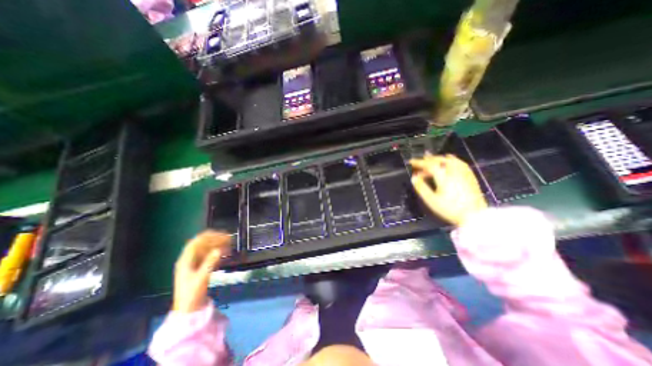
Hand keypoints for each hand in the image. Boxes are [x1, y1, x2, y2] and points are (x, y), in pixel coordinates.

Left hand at [174, 230, 231, 312]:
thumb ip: (210, 263)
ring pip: (206, 249)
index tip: (221, 234)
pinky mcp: (199, 268)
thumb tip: (219, 250)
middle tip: (228, 238)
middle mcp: (188, 260)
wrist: (188, 309)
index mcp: (185, 261)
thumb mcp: (201, 278)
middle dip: (215, 240)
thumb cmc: (192, 293)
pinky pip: (208, 256)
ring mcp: (193, 264)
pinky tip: (225, 253)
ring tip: (229, 244)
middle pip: (201, 244)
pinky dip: (216, 252)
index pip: (195, 243)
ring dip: (217, 245)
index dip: (207, 236)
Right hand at [409, 154, 486, 225]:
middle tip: (419, 163)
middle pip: (439, 160)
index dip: (419, 162)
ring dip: (439, 158)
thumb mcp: (431, 200)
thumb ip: (421, 188)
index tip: (411, 162)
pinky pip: (460, 163)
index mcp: (444, 177)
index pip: (429, 165)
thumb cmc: (450, 209)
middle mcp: (454, 172)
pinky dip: (452, 159)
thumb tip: (413, 178)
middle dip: (427, 160)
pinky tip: (450, 160)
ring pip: (450, 160)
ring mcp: (464, 173)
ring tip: (432, 159)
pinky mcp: (470, 177)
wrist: (474, 216)